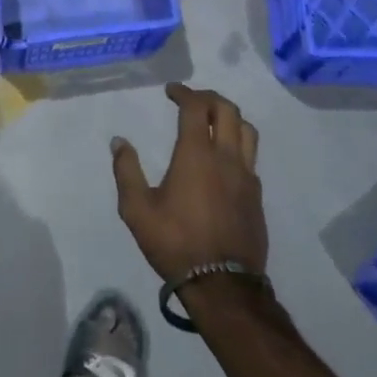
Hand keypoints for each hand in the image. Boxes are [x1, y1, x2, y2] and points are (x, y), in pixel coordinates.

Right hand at [110, 83, 266, 283]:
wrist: (222, 285)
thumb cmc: (175, 242)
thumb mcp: (137, 209)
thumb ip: (126, 171)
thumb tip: (119, 142)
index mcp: (196, 154)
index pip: (195, 108)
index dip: (183, 92)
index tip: (171, 90)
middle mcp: (226, 157)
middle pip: (227, 110)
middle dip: (208, 97)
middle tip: (191, 99)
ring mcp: (246, 176)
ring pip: (246, 130)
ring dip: (229, 116)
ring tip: (212, 121)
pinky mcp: (256, 195)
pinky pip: (251, 156)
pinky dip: (238, 143)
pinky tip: (224, 157)